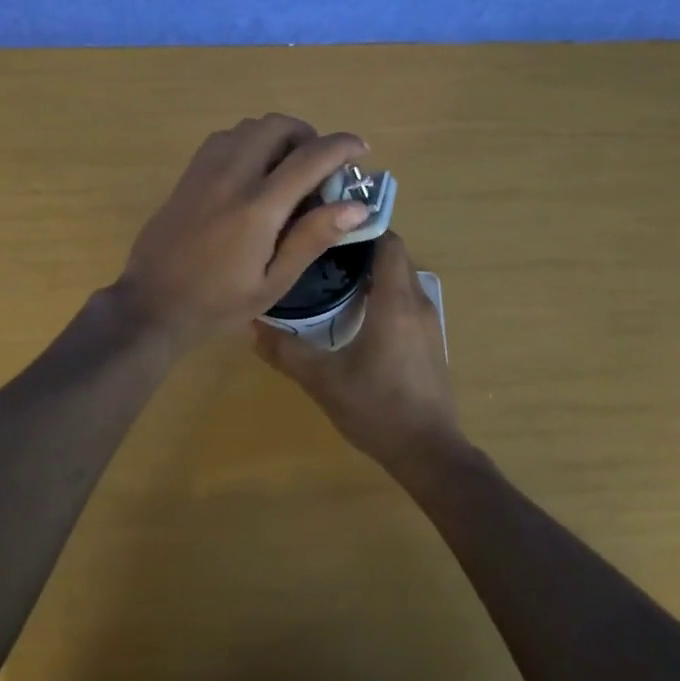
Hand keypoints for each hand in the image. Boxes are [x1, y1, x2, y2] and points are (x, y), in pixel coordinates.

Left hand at [112, 115, 372, 352]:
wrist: (151, 305)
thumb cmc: (218, 303)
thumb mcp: (273, 282)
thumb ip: (313, 238)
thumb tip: (357, 206)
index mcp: (258, 206)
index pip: (309, 157)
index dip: (341, 146)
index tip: (361, 149)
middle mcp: (232, 175)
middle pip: (278, 126)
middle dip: (308, 135)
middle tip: (320, 165)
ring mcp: (206, 169)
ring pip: (250, 126)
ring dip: (278, 136)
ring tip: (288, 168)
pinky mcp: (189, 173)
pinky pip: (226, 137)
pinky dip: (251, 141)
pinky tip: (254, 172)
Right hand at [253, 232, 463, 476]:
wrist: (429, 452)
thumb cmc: (377, 408)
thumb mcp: (323, 380)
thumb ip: (286, 351)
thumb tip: (250, 324)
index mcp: (395, 299)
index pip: (387, 240)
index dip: (360, 228)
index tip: (328, 228)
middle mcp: (417, 301)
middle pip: (393, 256)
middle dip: (361, 248)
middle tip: (321, 251)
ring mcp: (428, 321)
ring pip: (400, 278)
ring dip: (373, 272)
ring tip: (333, 277)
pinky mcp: (429, 340)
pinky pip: (406, 300)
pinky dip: (384, 294)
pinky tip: (355, 313)